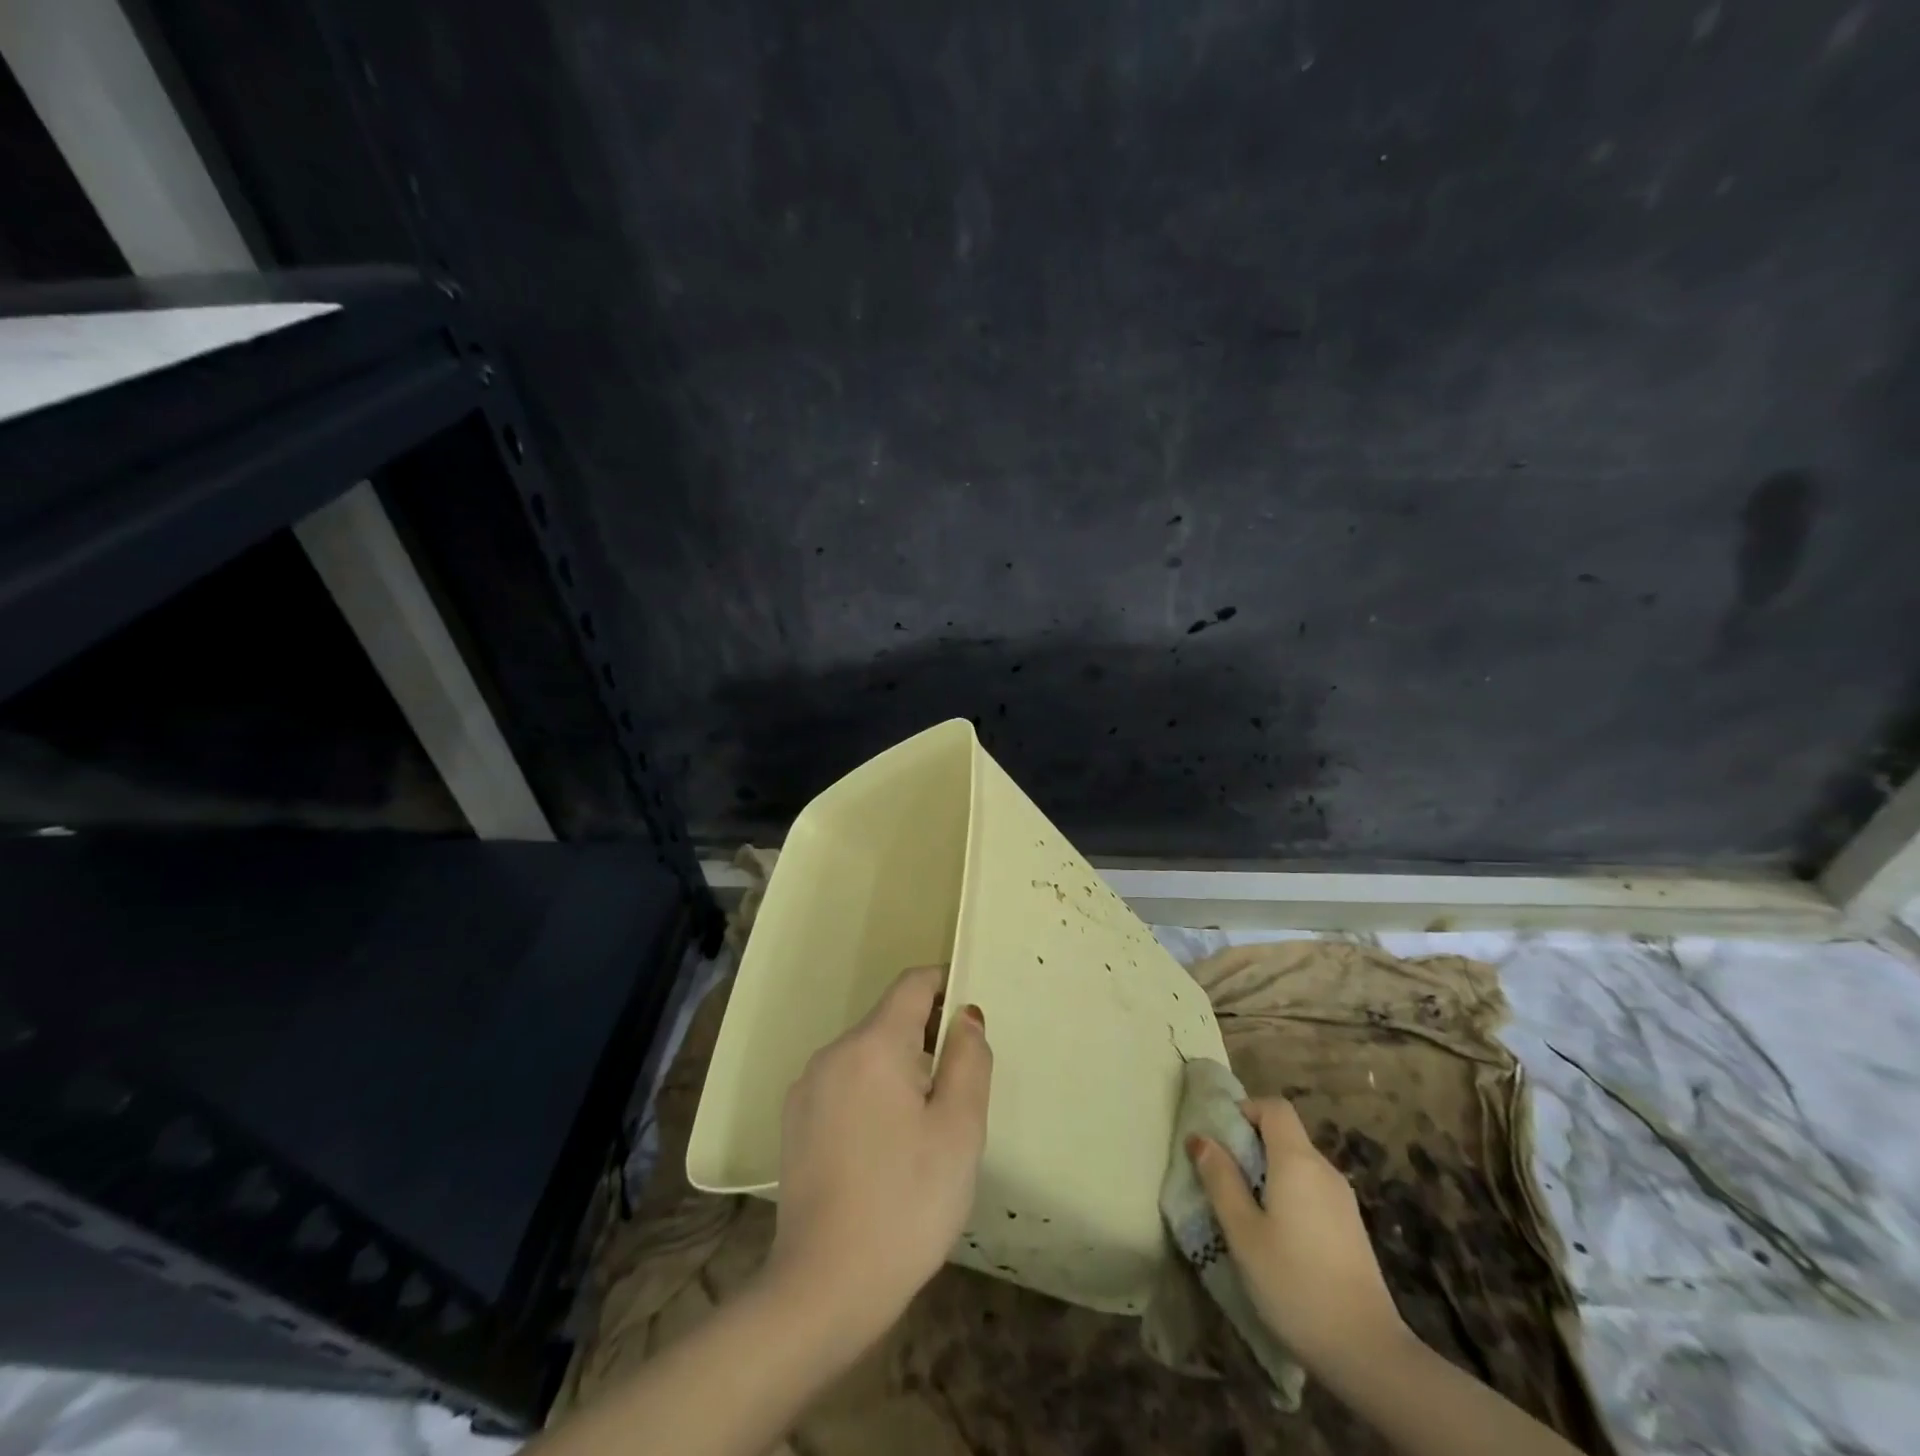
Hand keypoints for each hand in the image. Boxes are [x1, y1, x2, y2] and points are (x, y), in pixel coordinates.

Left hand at [765, 965, 993, 1346]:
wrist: (822, 1290)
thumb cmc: (906, 1203)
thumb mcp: (959, 1130)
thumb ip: (969, 1060)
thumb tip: (965, 1016)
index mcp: (873, 1045)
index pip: (913, 984)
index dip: (946, 985)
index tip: (970, 1018)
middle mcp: (833, 1053)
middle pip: (890, 1021)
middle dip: (927, 1038)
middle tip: (958, 1092)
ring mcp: (807, 1088)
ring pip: (867, 1055)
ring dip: (900, 1070)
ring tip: (924, 1130)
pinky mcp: (794, 1122)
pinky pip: (844, 1085)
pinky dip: (872, 1095)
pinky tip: (885, 1150)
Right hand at [1189, 1097, 1408, 1375]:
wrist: (1368, 1354)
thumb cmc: (1295, 1284)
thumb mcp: (1243, 1232)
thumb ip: (1220, 1179)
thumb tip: (1200, 1137)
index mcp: (1298, 1161)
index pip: (1274, 1107)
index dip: (1245, 1110)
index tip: (1220, 1137)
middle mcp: (1324, 1170)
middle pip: (1285, 1134)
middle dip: (1250, 1145)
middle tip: (1222, 1177)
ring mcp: (1343, 1200)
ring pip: (1298, 1165)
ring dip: (1268, 1173)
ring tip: (1244, 1211)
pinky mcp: (1351, 1228)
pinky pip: (1312, 1191)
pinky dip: (1288, 1195)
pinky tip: (1276, 1237)